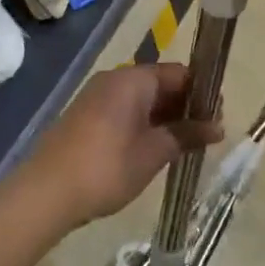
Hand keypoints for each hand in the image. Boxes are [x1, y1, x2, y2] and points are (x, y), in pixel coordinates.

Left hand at [28, 64, 223, 227]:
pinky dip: (144, 124)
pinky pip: (125, 110)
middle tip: (206, 136)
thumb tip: (218, 127)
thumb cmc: (106, 168)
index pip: (178, 73)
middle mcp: (115, 79)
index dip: (202, 93)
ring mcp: (97, 97)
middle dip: (185, 107)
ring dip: (165, 118)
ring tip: (185, 146)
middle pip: (160, 83)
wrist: (46, 192)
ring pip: (142, 99)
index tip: (218, 118)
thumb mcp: (153, 153)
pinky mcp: (87, 116)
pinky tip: (154, 149)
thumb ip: (186, 135)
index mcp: (133, 79)